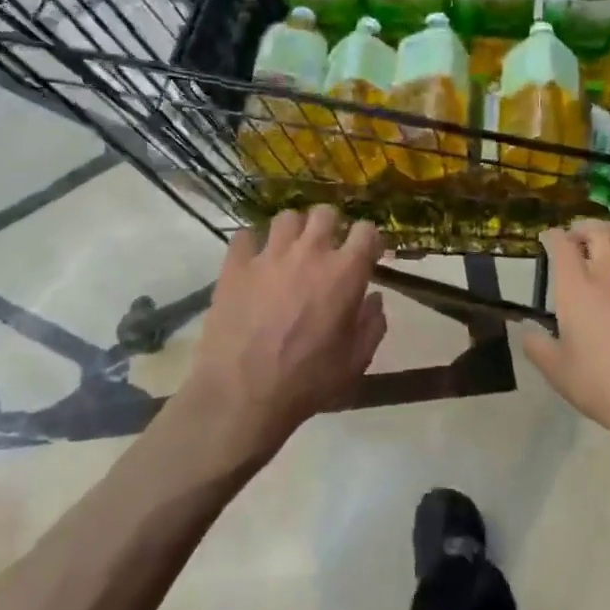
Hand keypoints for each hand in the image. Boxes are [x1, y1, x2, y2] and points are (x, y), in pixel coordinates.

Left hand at [183, 206, 386, 463]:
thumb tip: (375, 299)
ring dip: (294, 231)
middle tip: (327, 249)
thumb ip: (373, 324)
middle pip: (325, 214)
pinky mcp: (235, 266)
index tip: (367, 254)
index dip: (369, 239)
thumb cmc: (307, 381)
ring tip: (290, 251)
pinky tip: (255, 261)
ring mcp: (269, 256)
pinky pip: (245, 235)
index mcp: (345, 273)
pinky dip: (253, 244)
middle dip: (332, 226)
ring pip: (286, 218)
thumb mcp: (356, 361)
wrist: (242, 395)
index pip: (367, 230)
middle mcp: (309, 253)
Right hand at [521, 221, 609, 455]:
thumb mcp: (557, 372)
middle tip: (577, 235)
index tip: (547, 239)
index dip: (552, 236)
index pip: (562, 245)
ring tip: (609, 241)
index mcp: (577, 288)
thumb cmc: (602, 386)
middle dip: (584, 227)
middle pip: (600, 232)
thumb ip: (538, 347)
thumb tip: (527, 331)